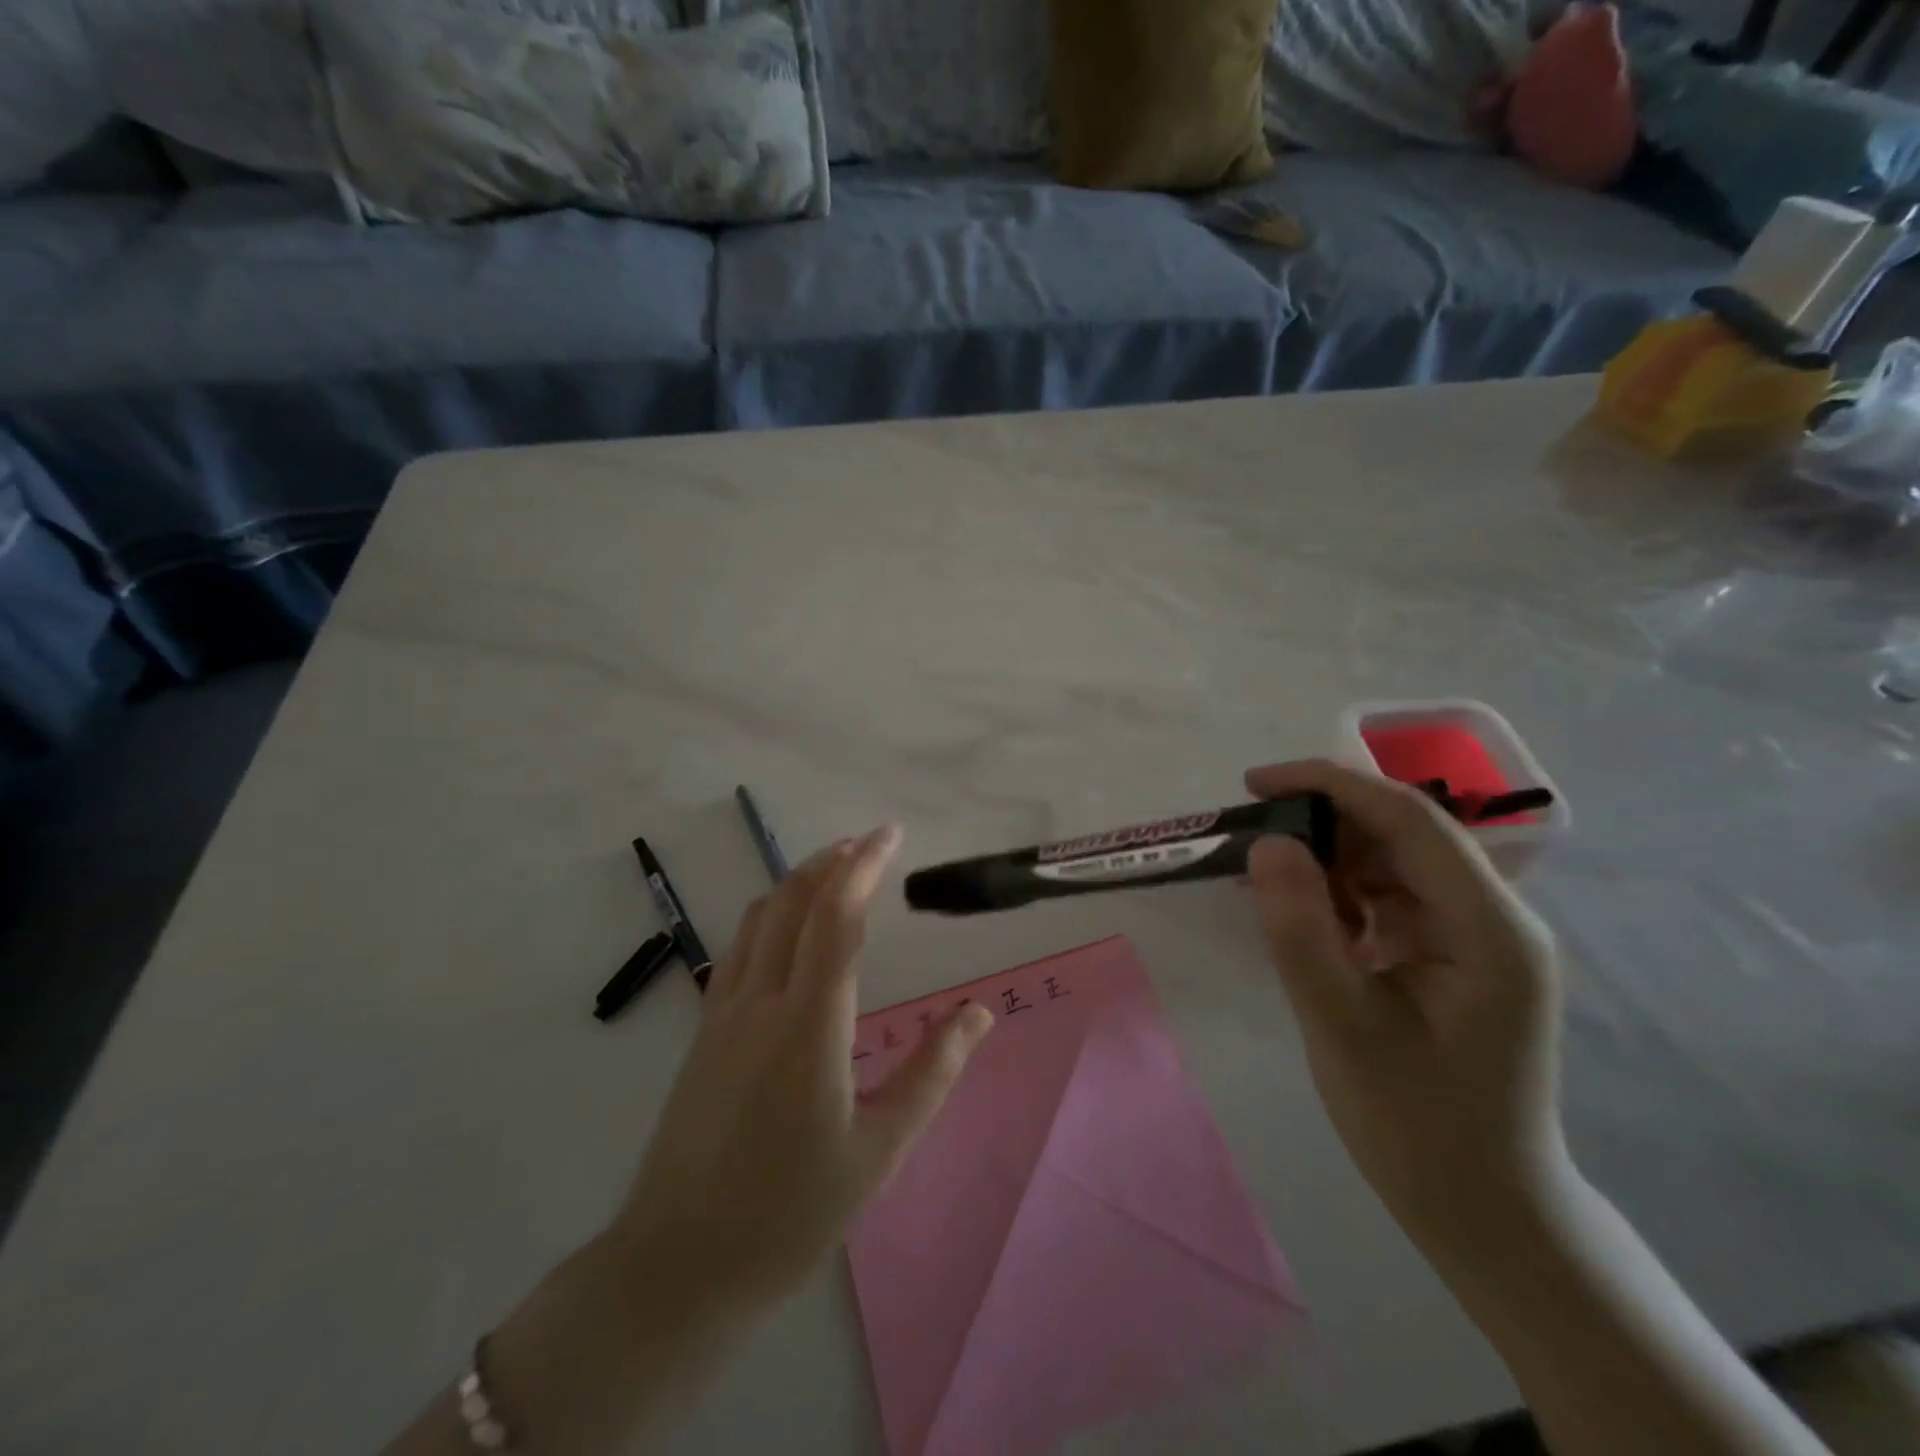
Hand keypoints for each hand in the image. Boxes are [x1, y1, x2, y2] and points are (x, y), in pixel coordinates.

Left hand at [614, 825, 994, 1319]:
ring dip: (797, 882)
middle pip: (793, 903)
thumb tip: (979, 1014)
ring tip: (833, 869)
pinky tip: (788, 928)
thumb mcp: (880, 1150)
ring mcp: (724, 1013)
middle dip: (831, 861)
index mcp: (809, 1023)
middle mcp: (761, 1001)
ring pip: (759, 918)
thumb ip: (933, 1072)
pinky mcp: (704, 1031)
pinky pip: (740, 947)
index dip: (864, 866)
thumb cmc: (791, 1213)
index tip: (890, 834)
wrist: (677, 1266)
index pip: (837, 917)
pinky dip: (770, 913)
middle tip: (867, 841)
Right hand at [1243, 759, 1569, 1257]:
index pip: (1410, 819)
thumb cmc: (1416, 1126)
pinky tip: (1302, 916)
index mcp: (1489, 927)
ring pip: (1393, 860)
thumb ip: (1301, 930)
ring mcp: (1478, 934)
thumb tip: (1268, 843)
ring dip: (1328, 858)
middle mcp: (1494, 916)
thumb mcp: (1342, 1026)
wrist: (1484, 1210)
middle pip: (1404, 832)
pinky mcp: (1455, 953)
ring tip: (1267, 882)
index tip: (1254, 783)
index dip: (1329, 785)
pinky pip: (1391, 896)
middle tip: (1249, 839)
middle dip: (1323, 822)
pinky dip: (1340, 893)